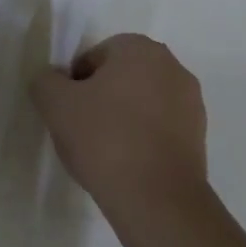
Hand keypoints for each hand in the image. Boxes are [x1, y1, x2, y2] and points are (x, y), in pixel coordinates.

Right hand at [30, 35, 207, 224]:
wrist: (157, 198)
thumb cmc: (105, 139)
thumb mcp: (56, 104)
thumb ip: (46, 81)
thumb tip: (53, 80)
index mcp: (140, 48)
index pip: (95, 57)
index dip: (75, 85)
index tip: (68, 114)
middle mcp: (172, 66)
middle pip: (121, 78)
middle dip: (101, 99)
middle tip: (82, 131)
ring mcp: (191, 101)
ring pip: (142, 103)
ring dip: (123, 119)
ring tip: (105, 153)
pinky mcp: (199, 135)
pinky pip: (160, 128)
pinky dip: (143, 139)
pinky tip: (128, 165)